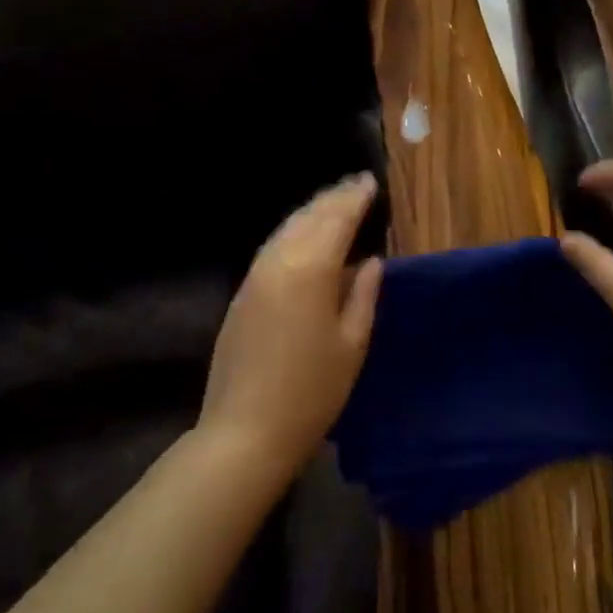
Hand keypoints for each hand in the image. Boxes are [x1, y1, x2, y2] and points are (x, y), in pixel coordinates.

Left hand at [199, 173, 382, 480]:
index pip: (337, 221)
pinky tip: (303, 236)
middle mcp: (279, 262)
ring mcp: (255, 276)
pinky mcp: (242, 294)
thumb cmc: (312, 392)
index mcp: (311, 270)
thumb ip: (363, 295)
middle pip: (309, 218)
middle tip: (354, 184)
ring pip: (287, 229)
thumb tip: (370, 261)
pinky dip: (292, 232)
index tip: (370, 182)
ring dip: (311, 211)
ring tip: (332, 201)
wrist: (245, 431)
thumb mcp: (352, 344)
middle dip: (333, 198)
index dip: (355, 199)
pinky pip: (272, 248)